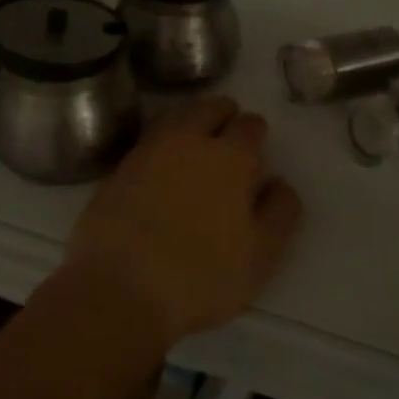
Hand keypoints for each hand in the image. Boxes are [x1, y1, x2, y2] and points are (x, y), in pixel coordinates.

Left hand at [67, 98, 302, 347]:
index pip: (250, 125)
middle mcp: (189, 141)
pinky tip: (162, 167)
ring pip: (176, 118)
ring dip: (190, 122)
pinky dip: (161, 144)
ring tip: (195, 144)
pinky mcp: (118, 168)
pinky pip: (148, 142)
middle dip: (223, 116)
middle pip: (210, 109)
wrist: (119, 289)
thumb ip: (279, 212)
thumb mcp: (261, 255)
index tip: (256, 147)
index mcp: (230, 157)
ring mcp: (149, 151)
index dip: (256, 133)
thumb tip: (279, 183)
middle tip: (227, 135)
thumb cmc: (201, 276)